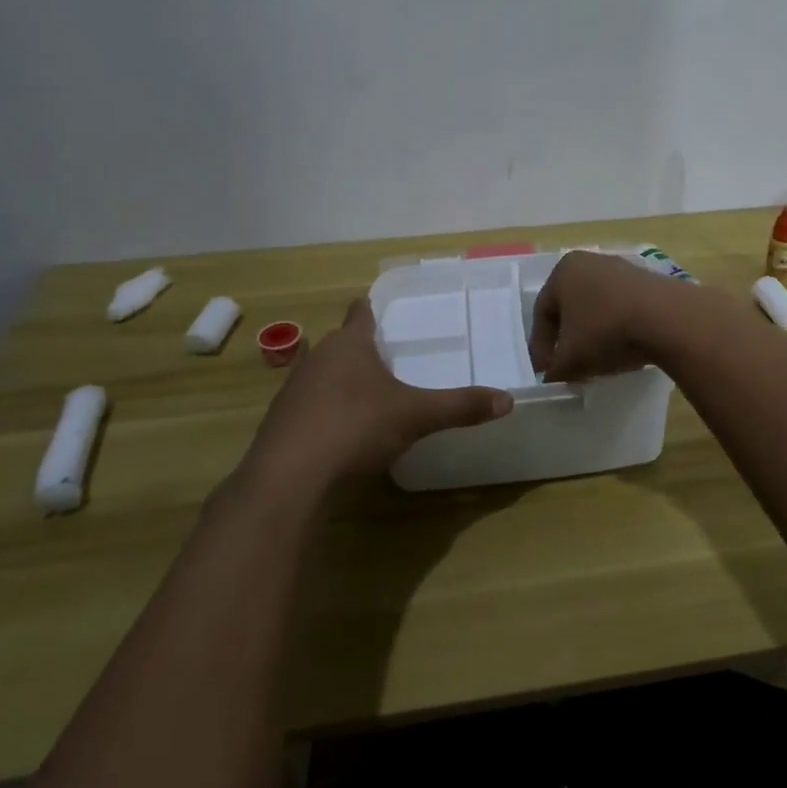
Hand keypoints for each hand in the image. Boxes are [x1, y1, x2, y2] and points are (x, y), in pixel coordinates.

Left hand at [241, 299, 511, 492]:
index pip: (360, 312)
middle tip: (388, 359)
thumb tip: (507, 400)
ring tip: (366, 396)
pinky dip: (323, 412)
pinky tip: (340, 433)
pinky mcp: (278, 424)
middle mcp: (316, 358)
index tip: (381, 310)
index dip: (371, 309)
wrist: (288, 478)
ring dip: (339, 381)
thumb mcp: (416, 416)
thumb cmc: (355, 428)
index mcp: (349, 344)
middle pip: (340, 344)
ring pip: (320, 374)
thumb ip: (460, 406)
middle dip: (360, 349)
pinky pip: (307, 407)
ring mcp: (292, 391)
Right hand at [528, 251, 687, 381]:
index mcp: (563, 271)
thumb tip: (552, 376)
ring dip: (592, 334)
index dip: (541, 347)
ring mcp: (621, 268)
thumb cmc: (606, 331)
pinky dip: (616, 327)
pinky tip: (623, 347)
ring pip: (596, 307)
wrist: (667, 317)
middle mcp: (589, 262)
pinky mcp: (647, 280)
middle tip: (569, 366)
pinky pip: (621, 306)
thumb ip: (555, 370)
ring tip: (597, 361)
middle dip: (567, 340)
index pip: (542, 313)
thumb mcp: (572, 359)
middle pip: (570, 308)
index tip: (547, 372)